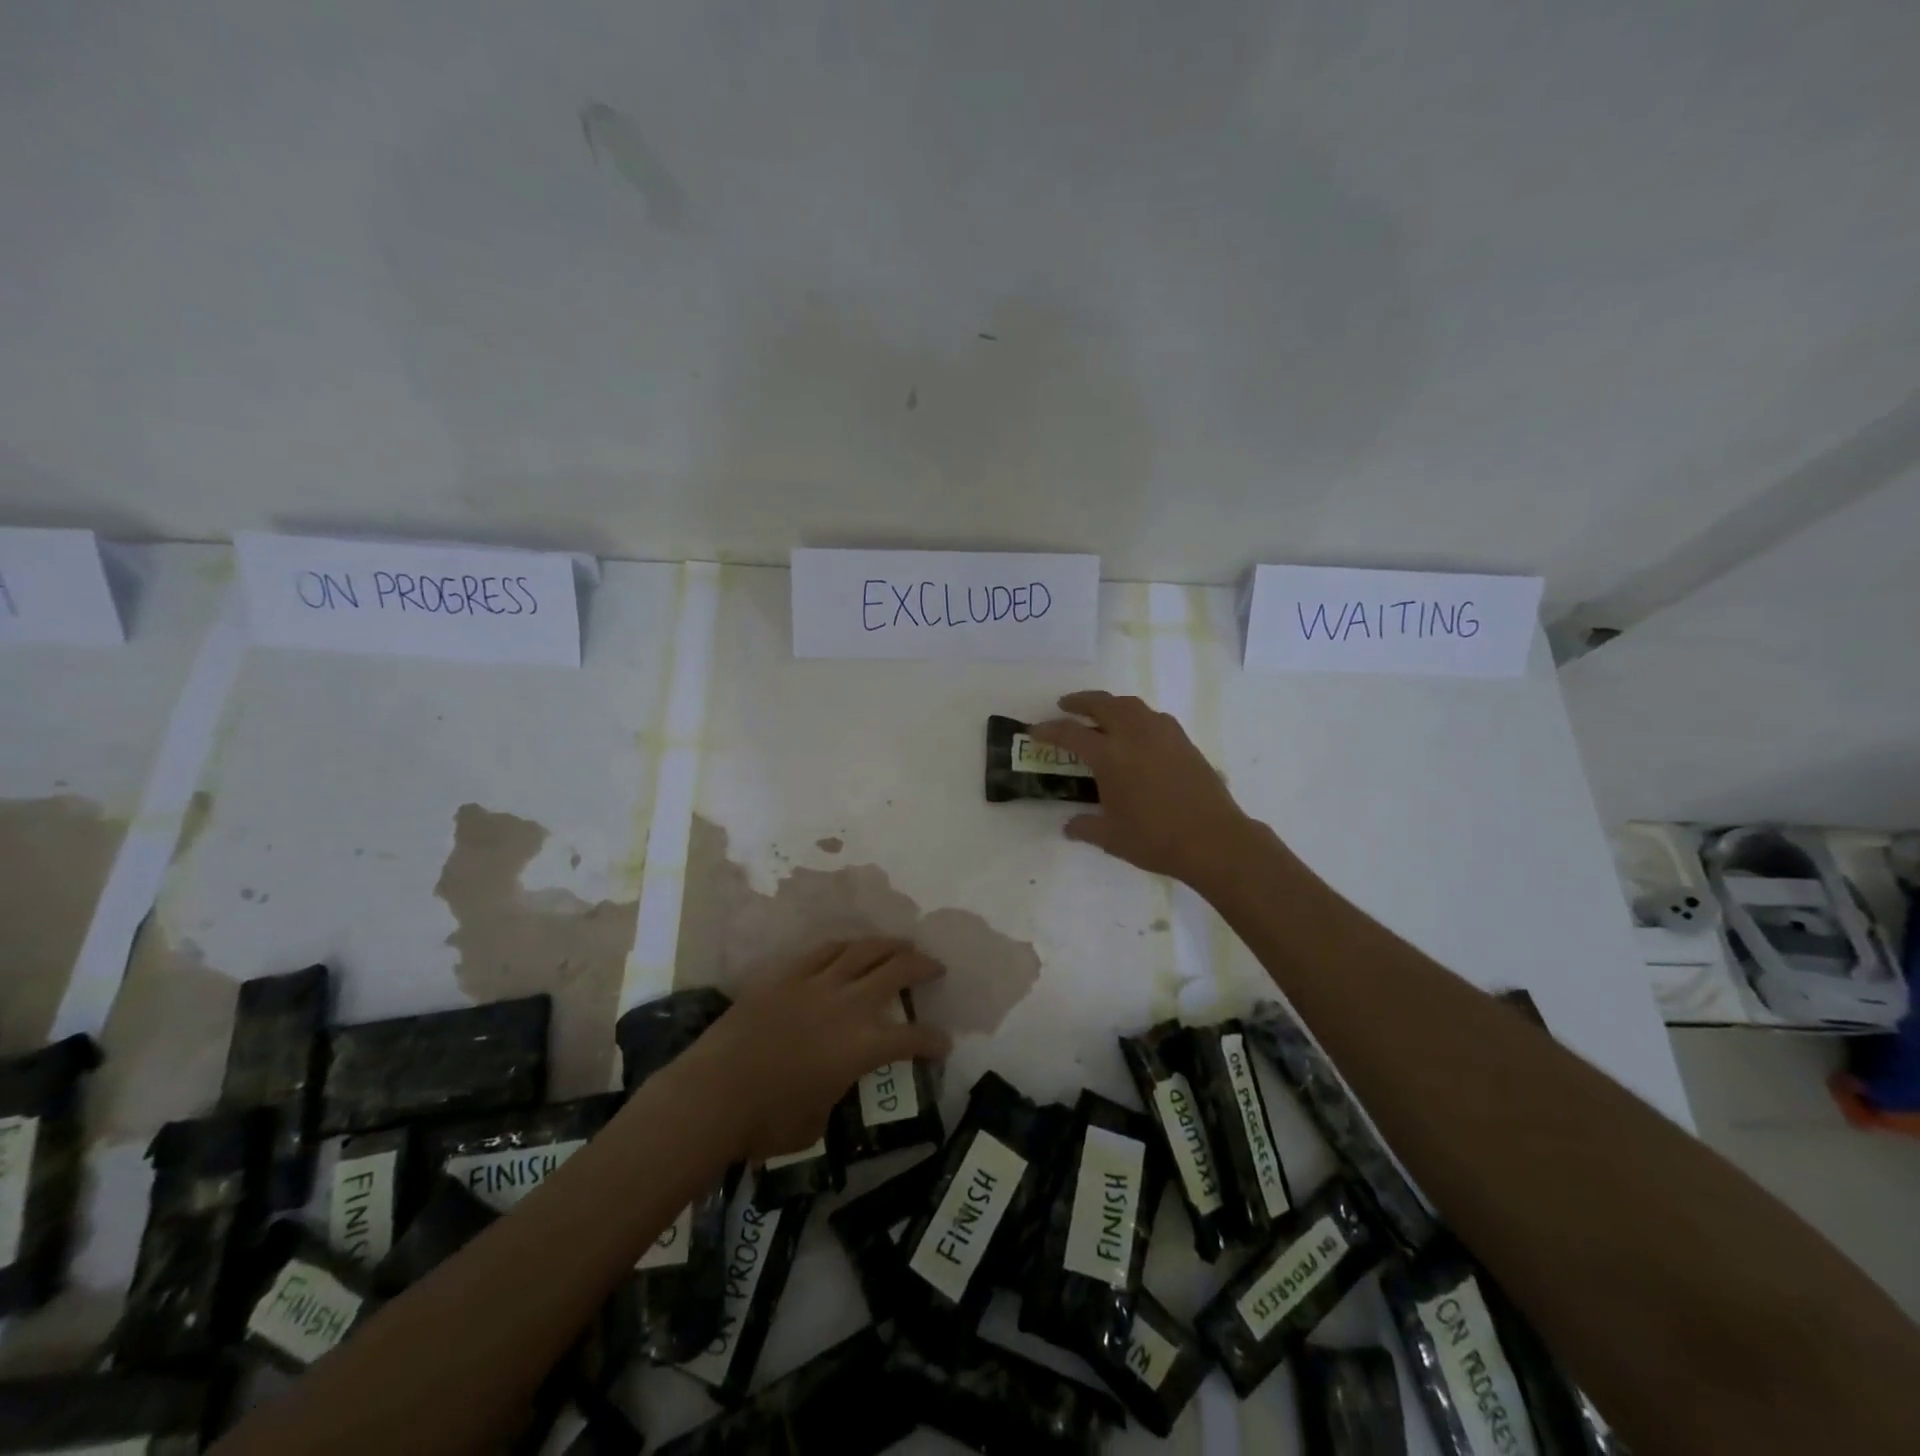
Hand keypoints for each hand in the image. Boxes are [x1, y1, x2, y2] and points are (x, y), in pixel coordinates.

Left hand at [682, 939, 948, 1162]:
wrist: (713, 1094)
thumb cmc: (766, 1122)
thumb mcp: (817, 1120)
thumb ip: (836, 1093)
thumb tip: (834, 1083)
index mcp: (863, 1046)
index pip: (912, 1038)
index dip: (934, 1041)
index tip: (944, 1043)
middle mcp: (848, 1006)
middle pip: (896, 972)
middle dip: (923, 967)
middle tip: (936, 967)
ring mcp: (816, 984)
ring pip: (863, 951)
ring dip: (889, 946)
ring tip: (902, 945)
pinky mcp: (787, 976)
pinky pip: (824, 952)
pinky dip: (846, 947)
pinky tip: (853, 947)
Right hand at [1030, 691, 1258, 890]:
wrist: (1213, 840)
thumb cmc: (1156, 839)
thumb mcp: (1111, 837)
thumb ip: (1085, 827)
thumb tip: (1069, 826)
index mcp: (1110, 756)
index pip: (1071, 734)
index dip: (1049, 730)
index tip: (1035, 731)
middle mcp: (1134, 735)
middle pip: (1102, 704)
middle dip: (1080, 701)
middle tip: (1066, 705)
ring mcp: (1163, 734)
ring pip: (1131, 705)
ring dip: (1111, 703)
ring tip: (1101, 713)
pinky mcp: (1184, 741)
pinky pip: (1154, 717)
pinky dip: (1137, 716)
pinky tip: (1137, 731)